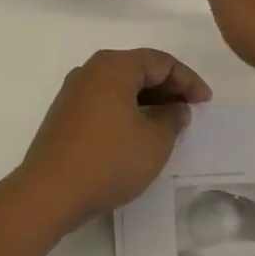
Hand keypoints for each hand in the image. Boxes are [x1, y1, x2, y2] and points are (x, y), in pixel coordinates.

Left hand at [16, 49, 212, 228]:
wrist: (48, 193)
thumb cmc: (108, 161)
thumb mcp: (154, 142)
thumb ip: (172, 119)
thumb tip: (176, 109)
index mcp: (114, 66)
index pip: (160, 62)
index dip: (188, 80)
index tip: (206, 101)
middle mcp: (91, 71)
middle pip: (138, 69)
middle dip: (168, 87)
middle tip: (191, 109)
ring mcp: (74, 92)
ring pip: (121, 86)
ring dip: (148, 100)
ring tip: (169, 122)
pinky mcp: (65, 115)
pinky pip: (105, 102)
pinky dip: (127, 110)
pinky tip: (140, 132)